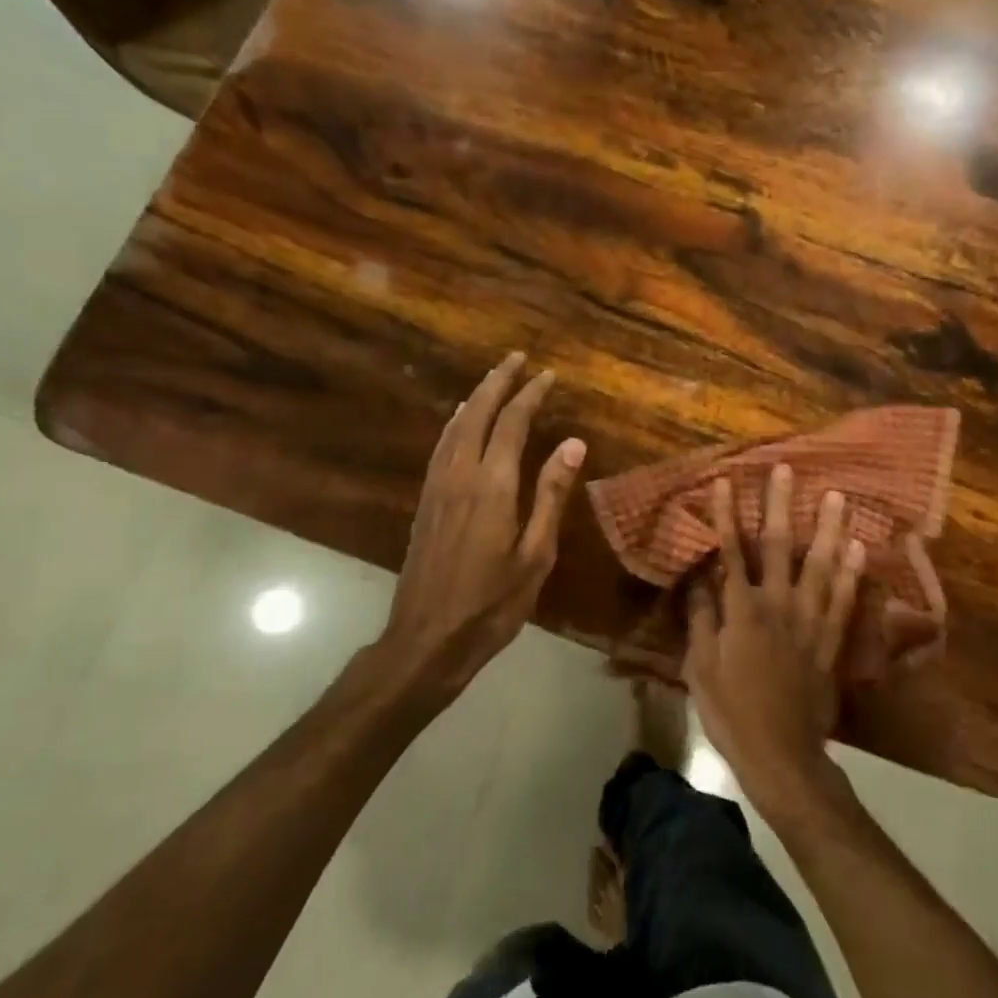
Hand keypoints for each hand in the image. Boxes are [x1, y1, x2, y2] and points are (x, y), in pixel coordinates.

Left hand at [380, 353, 585, 701]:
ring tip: (493, 380)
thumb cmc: (492, 604)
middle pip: (478, 414)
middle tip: (516, 358)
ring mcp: (437, 487)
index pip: (512, 424)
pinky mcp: (425, 501)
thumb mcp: (535, 554)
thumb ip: (551, 495)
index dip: (530, 395)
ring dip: (476, 398)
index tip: (547, 375)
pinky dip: (455, 423)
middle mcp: (460, 475)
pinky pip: (441, 446)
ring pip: (455, 427)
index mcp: (492, 486)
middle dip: (498, 382)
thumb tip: (572, 443)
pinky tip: (460, 422)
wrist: (427, 639)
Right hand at [685, 464, 863, 809]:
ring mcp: (809, 621)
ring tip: (834, 495)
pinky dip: (851, 573)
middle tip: (784, 469)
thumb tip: (699, 579)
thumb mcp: (700, 668)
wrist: (782, 755)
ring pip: (819, 565)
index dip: (725, 515)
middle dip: (779, 505)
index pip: (730, 552)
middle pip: (778, 546)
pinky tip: (858, 547)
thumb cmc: (731, 712)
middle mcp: (778, 605)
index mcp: (741, 611)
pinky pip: (844, 600)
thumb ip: (702, 619)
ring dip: (826, 528)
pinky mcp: (831, 641)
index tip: (724, 481)